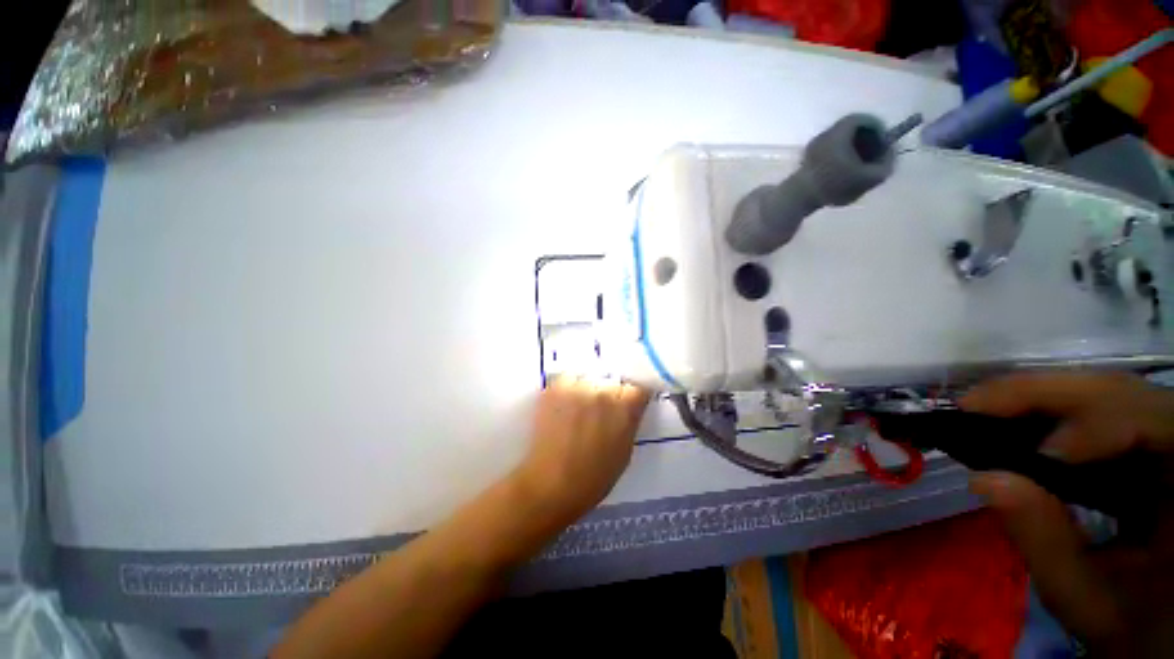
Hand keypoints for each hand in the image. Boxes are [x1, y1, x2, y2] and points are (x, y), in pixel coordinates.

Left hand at [511, 376, 650, 526]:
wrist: (550, 485)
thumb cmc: (593, 478)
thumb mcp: (625, 451)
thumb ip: (630, 422)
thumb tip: (629, 408)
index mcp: (626, 407)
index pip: (637, 388)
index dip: (631, 397)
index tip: (626, 405)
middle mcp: (603, 390)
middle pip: (612, 381)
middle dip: (609, 393)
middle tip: (599, 411)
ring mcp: (578, 387)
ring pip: (588, 379)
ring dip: (587, 390)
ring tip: (578, 409)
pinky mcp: (555, 388)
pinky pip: (567, 380)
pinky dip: (567, 390)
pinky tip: (562, 408)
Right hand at [961, 372, 1173, 655]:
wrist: (1156, 630)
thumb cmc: (1130, 626)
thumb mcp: (1088, 601)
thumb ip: (1046, 544)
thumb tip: (985, 480)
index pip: (1159, 423)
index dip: (1103, 423)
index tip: (1039, 452)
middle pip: (1124, 393)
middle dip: (1049, 396)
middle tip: (975, 406)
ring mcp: (1163, 444)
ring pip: (1107, 395)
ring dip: (1042, 402)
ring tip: (983, 412)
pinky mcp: (1141, 448)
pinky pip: (1097, 414)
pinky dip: (1050, 417)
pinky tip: (1014, 428)